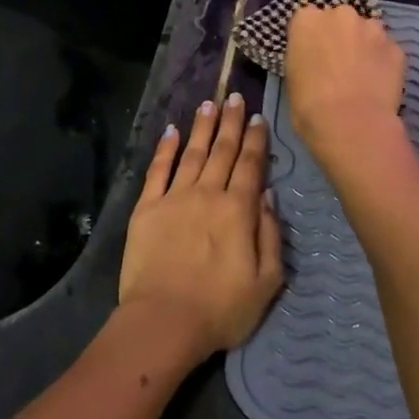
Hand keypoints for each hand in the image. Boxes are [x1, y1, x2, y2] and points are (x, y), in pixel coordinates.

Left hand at [120, 93, 283, 358]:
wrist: (164, 321)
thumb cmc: (222, 309)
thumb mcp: (267, 281)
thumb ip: (270, 233)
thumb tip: (268, 194)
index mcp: (238, 210)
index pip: (250, 165)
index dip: (256, 139)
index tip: (258, 117)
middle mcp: (207, 194)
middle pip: (222, 150)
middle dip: (231, 122)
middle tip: (235, 96)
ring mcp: (174, 198)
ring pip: (192, 153)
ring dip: (202, 127)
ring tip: (209, 104)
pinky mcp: (147, 208)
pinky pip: (157, 170)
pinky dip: (166, 149)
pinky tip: (172, 131)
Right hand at [285, 5, 407, 167]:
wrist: (351, 124)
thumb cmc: (309, 105)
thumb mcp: (292, 77)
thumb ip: (305, 57)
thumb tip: (316, 61)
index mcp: (307, 19)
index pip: (306, 19)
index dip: (311, 39)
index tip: (313, 56)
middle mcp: (340, 14)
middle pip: (340, 19)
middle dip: (340, 36)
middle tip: (338, 65)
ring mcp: (372, 28)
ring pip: (367, 32)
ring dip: (364, 46)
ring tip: (362, 75)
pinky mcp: (397, 47)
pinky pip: (387, 51)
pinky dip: (383, 62)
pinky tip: (379, 84)